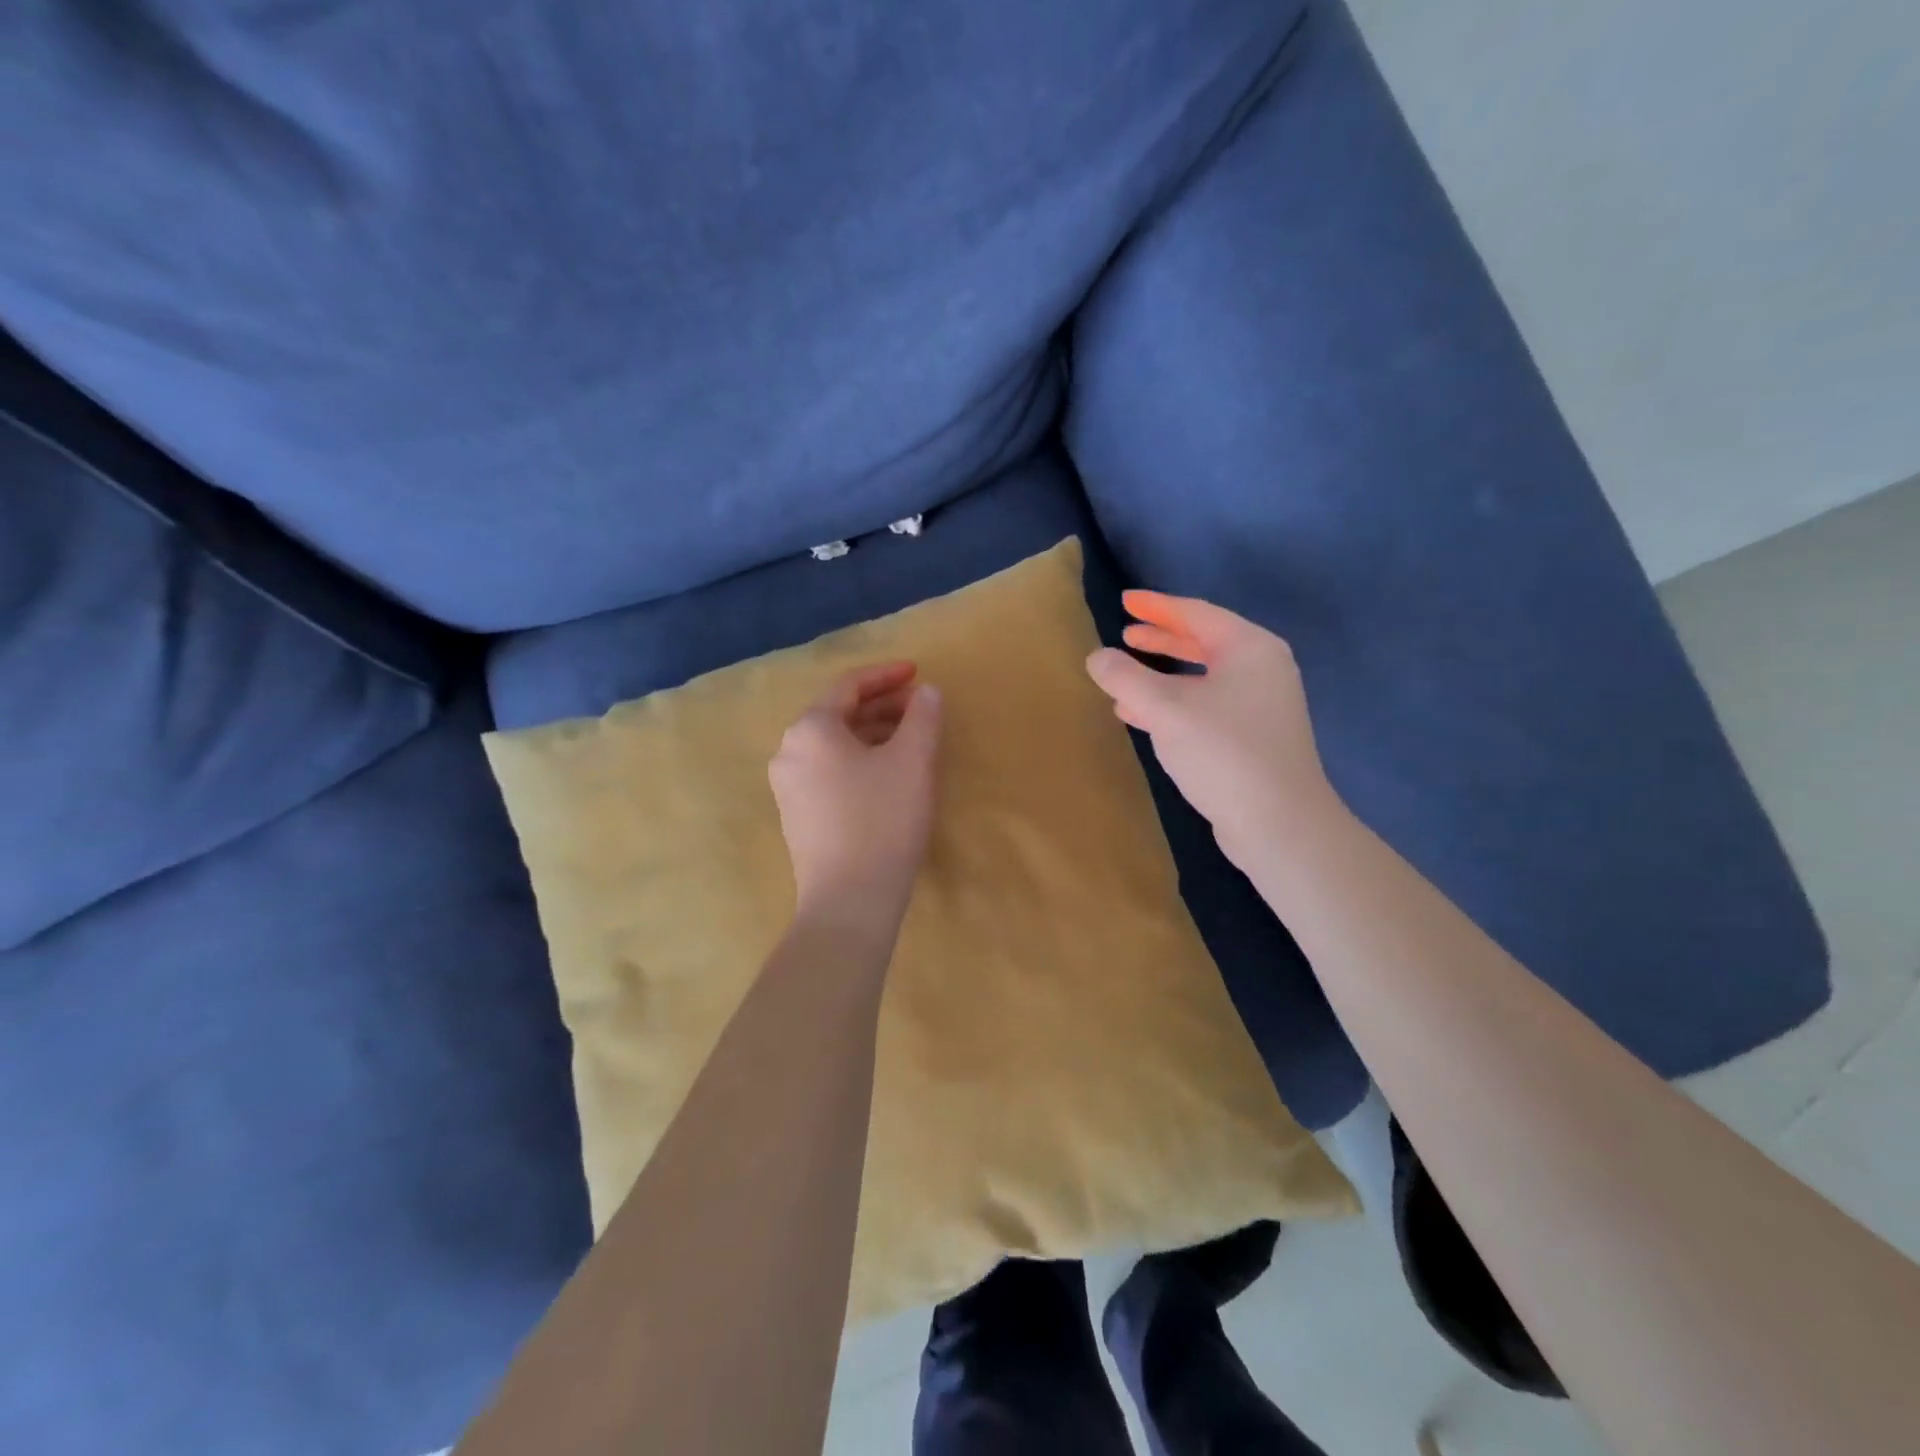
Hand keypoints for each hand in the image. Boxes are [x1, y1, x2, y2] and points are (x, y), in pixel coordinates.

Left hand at [770, 662, 943, 930]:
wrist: (848, 901)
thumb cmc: (883, 820)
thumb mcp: (913, 761)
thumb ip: (923, 717)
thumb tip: (927, 692)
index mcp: (811, 728)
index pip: (849, 685)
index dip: (887, 675)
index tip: (918, 673)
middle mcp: (789, 751)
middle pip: (839, 714)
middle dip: (881, 707)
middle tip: (920, 710)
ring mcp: (787, 787)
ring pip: (834, 745)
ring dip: (872, 735)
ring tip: (909, 742)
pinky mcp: (796, 817)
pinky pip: (828, 772)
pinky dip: (858, 761)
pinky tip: (885, 777)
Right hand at [1086, 592, 1337, 869]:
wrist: (1279, 823)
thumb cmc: (1224, 752)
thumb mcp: (1166, 709)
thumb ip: (1126, 677)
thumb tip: (1097, 657)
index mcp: (1249, 648)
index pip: (1196, 613)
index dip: (1156, 606)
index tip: (1124, 601)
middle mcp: (1261, 670)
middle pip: (1202, 642)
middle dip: (1161, 638)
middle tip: (1125, 632)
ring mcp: (1260, 706)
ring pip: (1201, 677)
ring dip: (1162, 674)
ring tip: (1124, 675)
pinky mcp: (1252, 738)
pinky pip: (1204, 706)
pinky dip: (1172, 704)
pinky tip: (1139, 716)